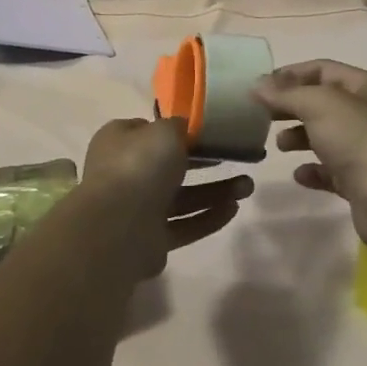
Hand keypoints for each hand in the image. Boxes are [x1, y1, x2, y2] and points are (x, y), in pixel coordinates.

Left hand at [81, 118, 251, 278]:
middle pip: (170, 165)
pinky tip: (233, 209)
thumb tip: (185, 129)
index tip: (210, 132)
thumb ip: (180, 126)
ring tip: (248, 187)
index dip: (180, 131)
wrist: (118, 227)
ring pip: (182, 197)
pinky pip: (184, 225)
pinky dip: (207, 217)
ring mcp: (136, 209)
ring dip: (215, 192)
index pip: (151, 131)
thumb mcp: (166, 130)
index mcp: (120, 142)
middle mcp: (125, 173)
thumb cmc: (140, 166)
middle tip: (237, 157)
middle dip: (207, 163)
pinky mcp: (150, 239)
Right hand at [254, 61, 366, 266]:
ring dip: (301, 138)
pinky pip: (333, 171)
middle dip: (293, 107)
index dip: (291, 74)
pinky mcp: (364, 182)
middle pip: (325, 103)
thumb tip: (257, 86)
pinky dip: (314, 170)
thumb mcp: (319, 104)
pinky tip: (299, 175)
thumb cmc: (359, 137)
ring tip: (278, 145)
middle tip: (263, 115)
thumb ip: (286, 94)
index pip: (325, 69)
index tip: (261, 86)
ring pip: (329, 137)